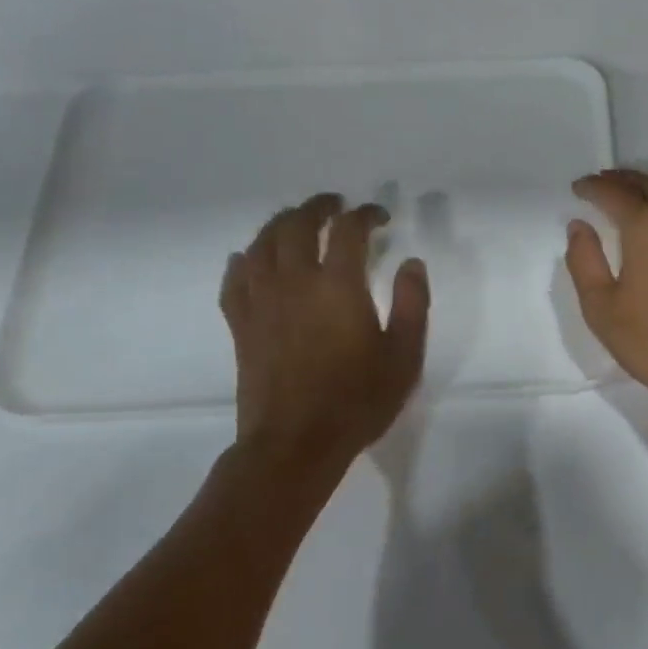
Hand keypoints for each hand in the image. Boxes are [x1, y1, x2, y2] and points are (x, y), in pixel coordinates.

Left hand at [220, 195, 428, 467]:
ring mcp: (261, 301)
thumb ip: (412, 305)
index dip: (365, 215)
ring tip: (296, 222)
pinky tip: (249, 259)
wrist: (296, 442)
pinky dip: (243, 261)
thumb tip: (411, 263)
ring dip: (280, 224)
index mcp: (338, 286)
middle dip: (318, 207)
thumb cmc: (357, 401)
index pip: (348, 231)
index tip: (379, 217)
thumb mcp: (404, 357)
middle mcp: (294, 281)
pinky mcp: (241, 324)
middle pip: (297, 225)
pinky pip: (235, 279)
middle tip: (334, 206)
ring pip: (262, 244)